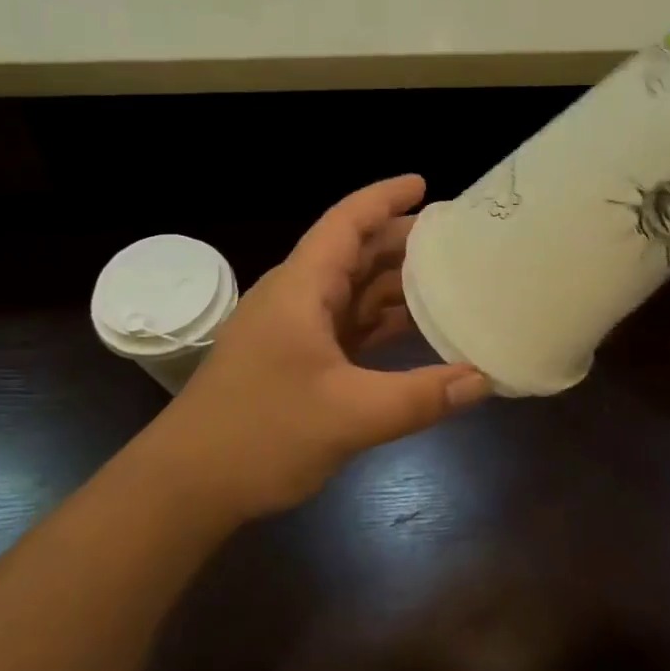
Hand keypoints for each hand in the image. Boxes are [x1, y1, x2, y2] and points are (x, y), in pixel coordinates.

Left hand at [159, 176, 489, 521]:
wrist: (185, 486)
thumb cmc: (259, 435)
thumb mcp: (349, 416)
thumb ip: (421, 396)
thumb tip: (485, 379)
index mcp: (301, 288)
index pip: (347, 223)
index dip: (385, 198)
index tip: (426, 184)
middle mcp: (297, 298)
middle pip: (355, 253)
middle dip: (403, 241)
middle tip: (458, 238)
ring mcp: (294, 331)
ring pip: (353, 291)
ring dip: (396, 284)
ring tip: (451, 279)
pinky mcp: (296, 361)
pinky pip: (348, 326)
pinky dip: (382, 323)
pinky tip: (418, 331)